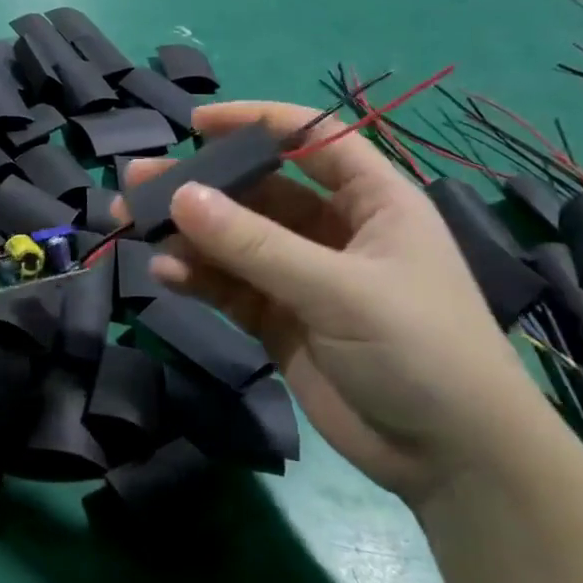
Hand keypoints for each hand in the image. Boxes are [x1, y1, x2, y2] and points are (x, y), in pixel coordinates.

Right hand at [123, 101, 546, 507]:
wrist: (451, 460)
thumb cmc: (420, 350)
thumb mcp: (338, 289)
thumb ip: (255, 245)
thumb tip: (180, 197)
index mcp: (370, 201)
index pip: (310, 138)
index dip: (255, 122)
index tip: (195, 125)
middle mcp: (332, 230)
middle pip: (256, 191)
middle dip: (199, 185)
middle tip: (137, 181)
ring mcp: (301, 277)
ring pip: (233, 240)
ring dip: (186, 233)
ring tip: (132, 226)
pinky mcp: (278, 320)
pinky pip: (228, 286)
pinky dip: (196, 277)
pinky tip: (166, 274)